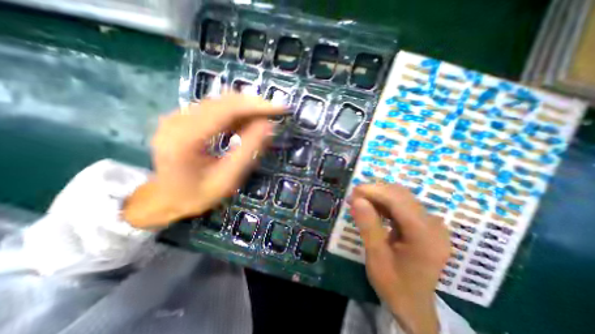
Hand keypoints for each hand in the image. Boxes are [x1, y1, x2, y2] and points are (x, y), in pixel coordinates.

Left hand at [123, 93, 282, 228]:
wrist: (165, 199)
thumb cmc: (197, 195)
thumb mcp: (228, 179)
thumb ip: (248, 150)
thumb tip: (268, 125)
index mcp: (185, 138)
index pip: (227, 109)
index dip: (256, 105)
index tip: (280, 108)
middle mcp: (177, 119)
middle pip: (223, 101)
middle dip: (253, 105)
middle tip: (275, 114)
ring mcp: (178, 116)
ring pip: (220, 102)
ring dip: (245, 109)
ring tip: (263, 120)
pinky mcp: (183, 118)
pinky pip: (215, 108)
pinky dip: (235, 113)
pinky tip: (245, 124)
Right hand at [350, 183, 451, 333]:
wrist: (413, 304)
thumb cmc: (394, 285)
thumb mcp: (376, 258)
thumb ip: (368, 227)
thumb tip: (357, 200)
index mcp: (426, 236)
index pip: (399, 201)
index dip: (375, 191)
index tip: (353, 191)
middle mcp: (433, 225)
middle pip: (401, 195)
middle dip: (375, 192)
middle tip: (354, 198)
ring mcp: (430, 223)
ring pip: (401, 197)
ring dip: (378, 196)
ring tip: (359, 202)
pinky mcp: (424, 223)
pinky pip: (401, 204)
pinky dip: (383, 203)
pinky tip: (371, 208)